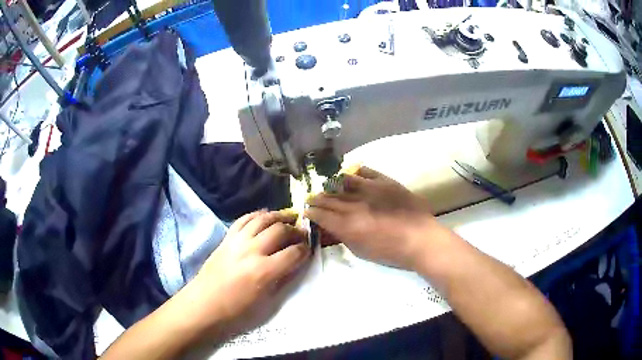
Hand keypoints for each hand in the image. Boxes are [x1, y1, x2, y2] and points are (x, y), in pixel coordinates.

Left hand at [181, 210, 310, 340]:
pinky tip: (265, 215)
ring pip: (262, 219)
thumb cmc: (237, 311)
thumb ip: (283, 280)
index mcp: (263, 271)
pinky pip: (243, 219)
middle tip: (302, 233)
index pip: (293, 253)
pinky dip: (257, 214)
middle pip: (280, 230)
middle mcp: (251, 251)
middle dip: (295, 230)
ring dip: (279, 216)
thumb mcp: (266, 303)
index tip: (309, 249)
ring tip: (289, 217)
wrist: (204, 305)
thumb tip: (296, 264)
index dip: (305, 249)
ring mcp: (237, 242)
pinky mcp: (226, 239)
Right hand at [305, 167, 441, 269]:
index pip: (321, 214)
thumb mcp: (361, 251)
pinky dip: (355, 173)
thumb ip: (344, 236)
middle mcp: (354, 204)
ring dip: (332, 185)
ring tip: (328, 187)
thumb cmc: (391, 252)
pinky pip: (365, 172)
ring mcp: (370, 189)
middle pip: (328, 198)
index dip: (311, 212)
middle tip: (311, 199)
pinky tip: (351, 176)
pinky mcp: (385, 181)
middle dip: (316, 199)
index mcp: (347, 225)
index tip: (307, 211)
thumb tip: (333, 226)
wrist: (420, 239)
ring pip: (342, 182)